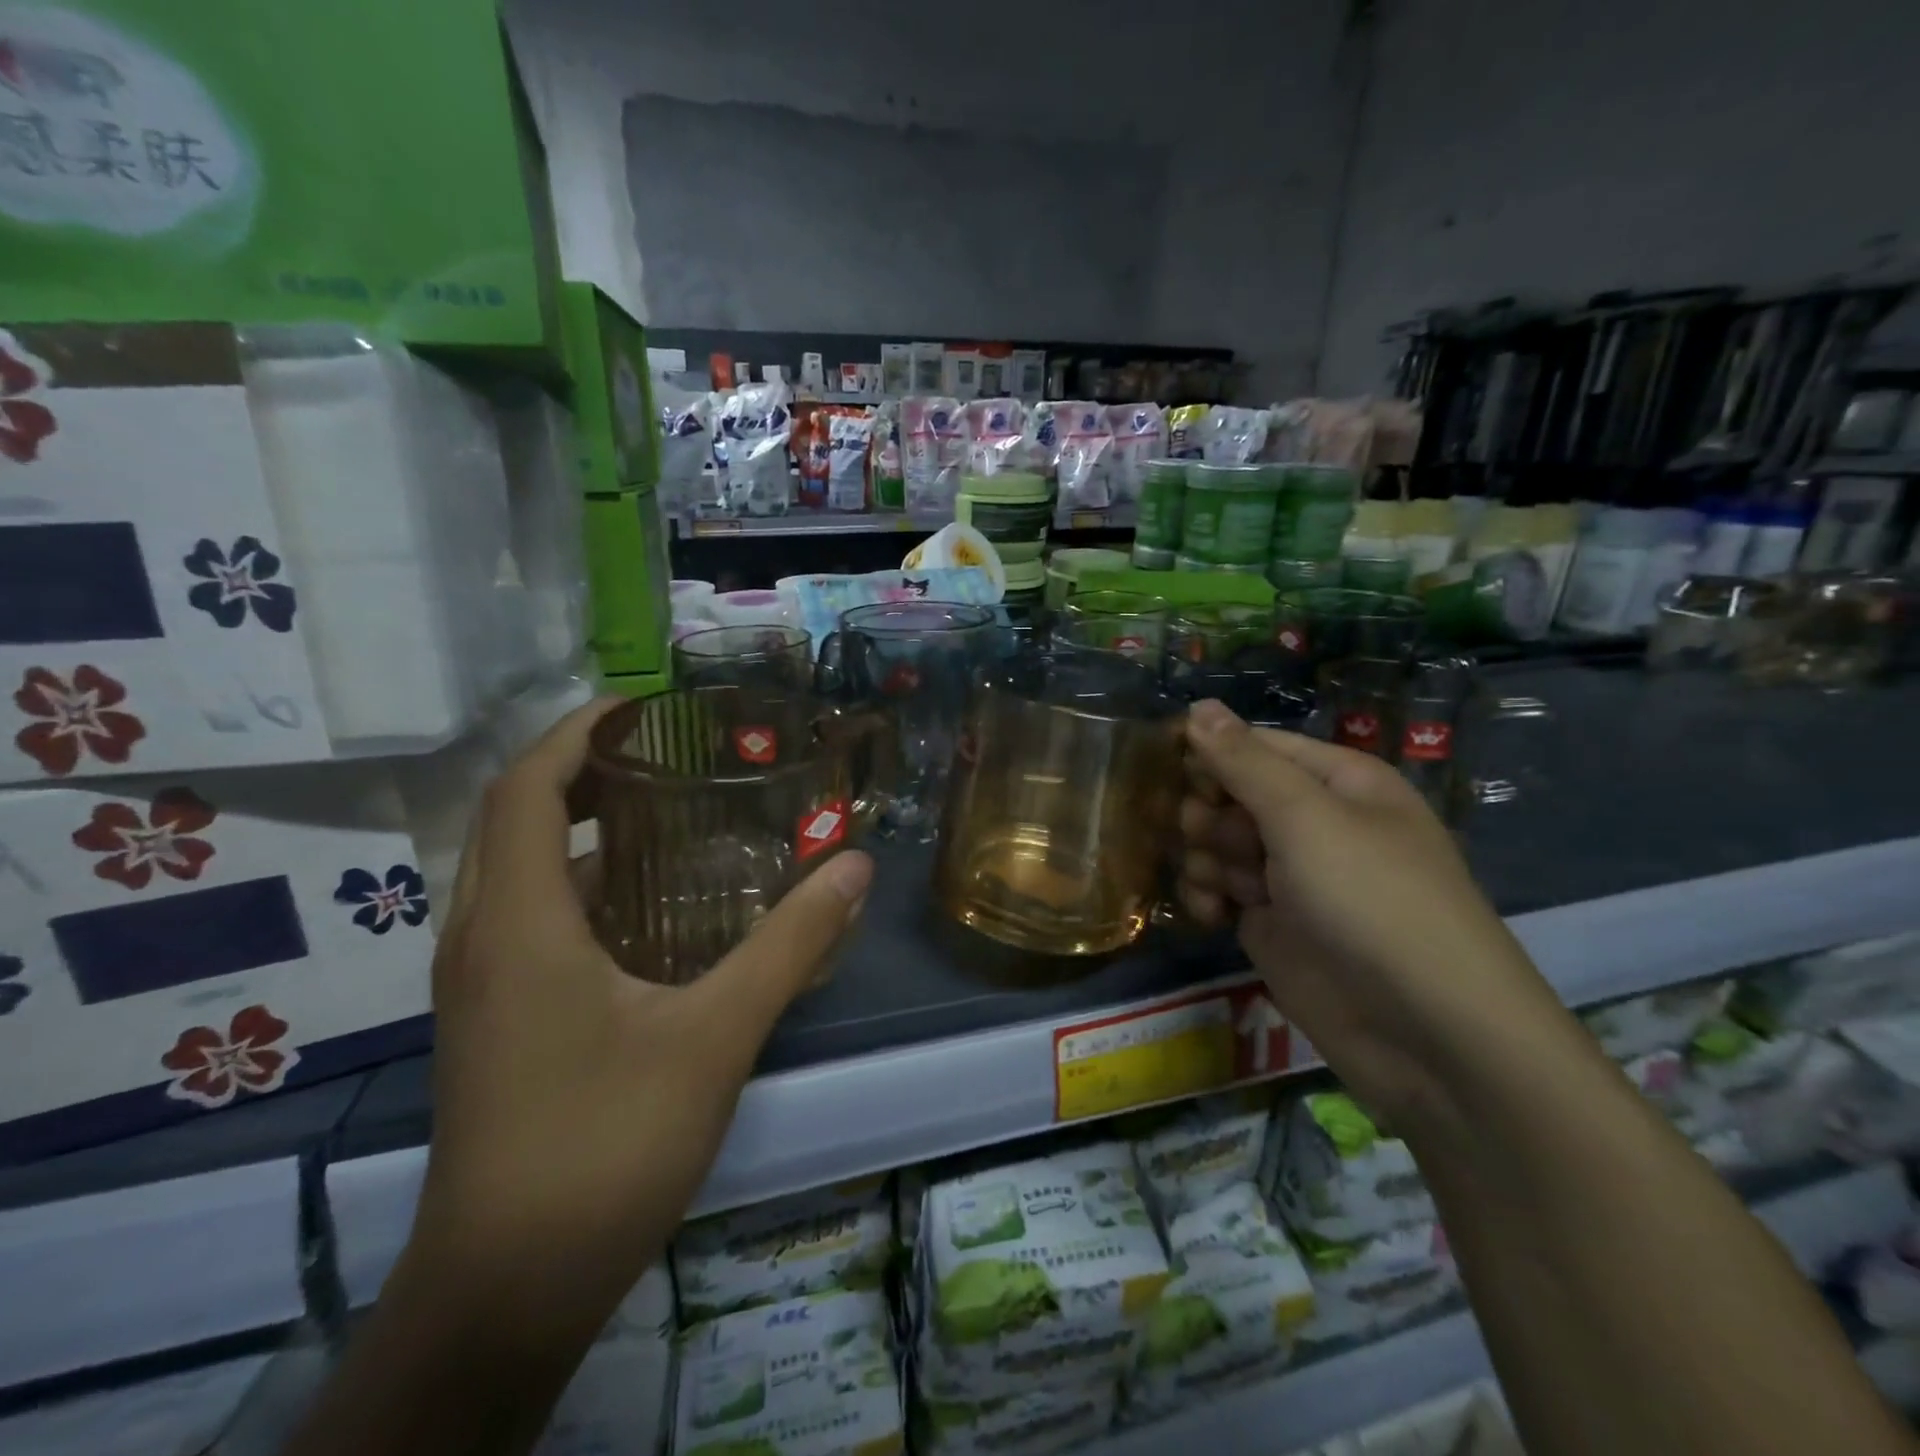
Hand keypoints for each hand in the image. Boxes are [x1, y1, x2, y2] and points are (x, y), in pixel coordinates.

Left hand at [404, 698, 874, 1345]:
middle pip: (516, 819)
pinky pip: (528, 918)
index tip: (640, 708)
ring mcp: (480, 983)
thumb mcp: (716, 1034)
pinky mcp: (493, 1020)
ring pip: (520, 872)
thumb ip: (790, 944)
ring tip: (664, 816)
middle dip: (583, 771)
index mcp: (520, 922)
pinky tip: (648, 911)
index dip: (576, 732)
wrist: (508, 1289)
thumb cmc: (606, 1145)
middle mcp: (482, 937)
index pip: (526, 788)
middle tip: (667, 756)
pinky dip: (581, 886)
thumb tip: (854, 867)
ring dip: (580, 829)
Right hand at [1178, 699, 1564, 1122]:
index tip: (1169, 771)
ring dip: (1205, 858)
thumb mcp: (1305, 817)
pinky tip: (1212, 914)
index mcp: (1337, 782)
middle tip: (1205, 835)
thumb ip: (1242, 762)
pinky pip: (1223, 892)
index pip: (1255, 746)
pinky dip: (1209, 898)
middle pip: (1232, 795)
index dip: (1211, 754)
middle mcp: (1314, 823)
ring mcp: (1292, 877)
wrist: (1426, 1033)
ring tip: (1219, 885)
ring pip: (1220, 844)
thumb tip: (1198, 705)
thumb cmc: (1370, 900)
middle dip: (1208, 812)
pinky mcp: (1274, 924)